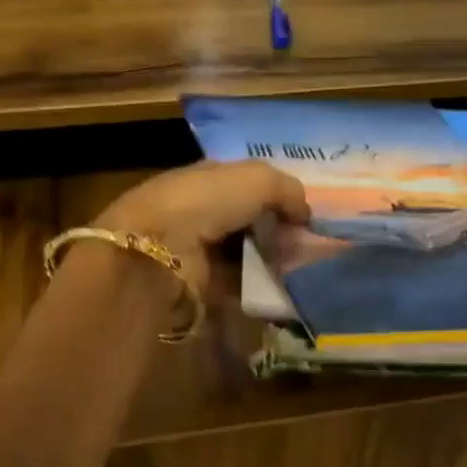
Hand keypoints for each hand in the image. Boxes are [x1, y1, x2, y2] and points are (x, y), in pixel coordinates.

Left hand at [98, 160, 311, 294]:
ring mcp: (198, 249)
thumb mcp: (256, 179)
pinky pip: (239, 282)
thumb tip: (305, 214)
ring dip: (271, 260)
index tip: (303, 214)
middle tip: (306, 244)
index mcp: (207, 178)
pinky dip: (259, 285)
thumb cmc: (205, 202)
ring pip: (246, 253)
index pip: (248, 184)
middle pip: (248, 220)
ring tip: (299, 268)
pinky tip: (281, 288)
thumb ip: (287, 190)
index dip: (277, 196)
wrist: (160, 250)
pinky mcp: (199, 284)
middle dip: (277, 231)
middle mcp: (200, 211)